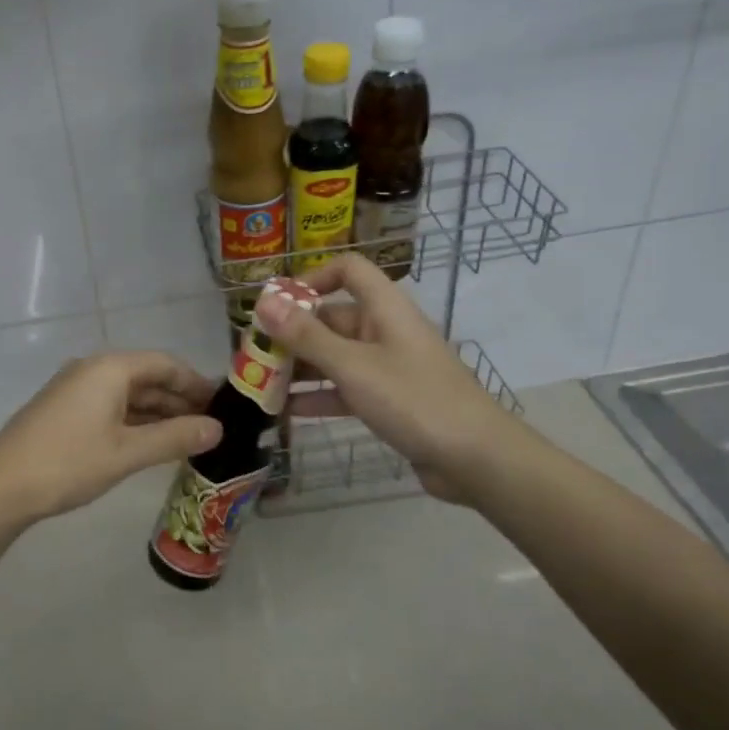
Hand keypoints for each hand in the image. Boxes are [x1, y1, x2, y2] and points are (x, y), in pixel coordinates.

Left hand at [0, 352, 222, 527]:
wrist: (0, 488)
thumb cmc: (68, 463)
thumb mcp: (127, 452)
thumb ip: (175, 438)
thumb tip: (218, 428)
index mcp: (110, 368)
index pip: (165, 363)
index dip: (196, 382)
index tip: (223, 404)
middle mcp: (93, 369)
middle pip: (147, 376)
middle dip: (180, 399)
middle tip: (212, 426)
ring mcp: (75, 389)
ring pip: (129, 394)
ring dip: (159, 413)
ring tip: (189, 437)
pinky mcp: (64, 410)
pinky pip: (111, 406)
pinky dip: (135, 421)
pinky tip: (152, 442)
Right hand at [256, 254, 514, 504]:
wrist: (475, 459)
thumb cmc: (414, 400)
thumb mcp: (353, 366)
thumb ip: (306, 336)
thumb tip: (263, 302)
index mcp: (385, 308)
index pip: (349, 270)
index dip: (313, 278)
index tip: (278, 304)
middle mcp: (385, 330)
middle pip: (333, 318)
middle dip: (293, 334)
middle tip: (253, 354)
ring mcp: (389, 367)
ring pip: (335, 356)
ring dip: (301, 368)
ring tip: (260, 384)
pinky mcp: (390, 400)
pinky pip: (346, 388)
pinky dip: (319, 396)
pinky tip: (287, 412)